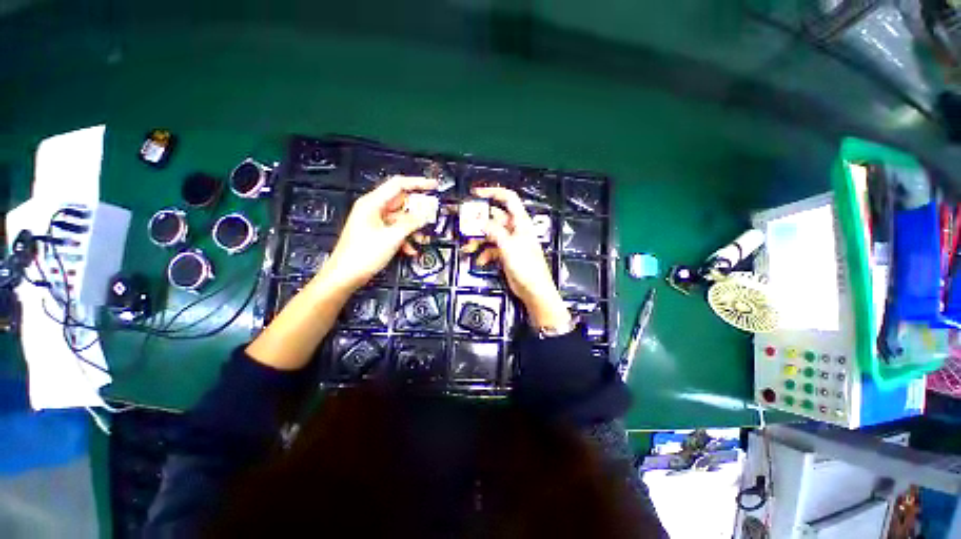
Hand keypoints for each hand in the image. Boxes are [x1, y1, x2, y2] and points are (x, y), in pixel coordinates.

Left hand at [317, 175, 437, 291]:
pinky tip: (411, 250)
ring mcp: (374, 222)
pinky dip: (405, 238)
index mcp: (372, 203)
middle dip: (418, 211)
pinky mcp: (376, 233)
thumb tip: (427, 211)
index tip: (434, 186)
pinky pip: (395, 230)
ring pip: (400, 219)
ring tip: (423, 239)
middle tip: (432, 217)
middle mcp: (373, 209)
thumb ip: (412, 222)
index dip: (418, 183)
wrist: (345, 276)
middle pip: (401, 203)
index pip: (398, 184)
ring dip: (413, 228)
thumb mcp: (392, 237)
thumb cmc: (364, 255)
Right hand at [468, 187, 570, 329]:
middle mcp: (514, 229)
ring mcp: (509, 242)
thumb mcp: (508, 246)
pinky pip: (490, 248)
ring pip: (489, 234)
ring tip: (467, 248)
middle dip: (478, 221)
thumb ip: (493, 231)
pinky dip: (483, 253)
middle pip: (493, 218)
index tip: (475, 194)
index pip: (508, 199)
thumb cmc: (526, 266)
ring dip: (477, 240)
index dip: (493, 192)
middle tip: (461, 224)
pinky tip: (480, 261)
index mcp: (520, 222)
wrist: (533, 290)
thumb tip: (479, 220)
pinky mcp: (505, 253)